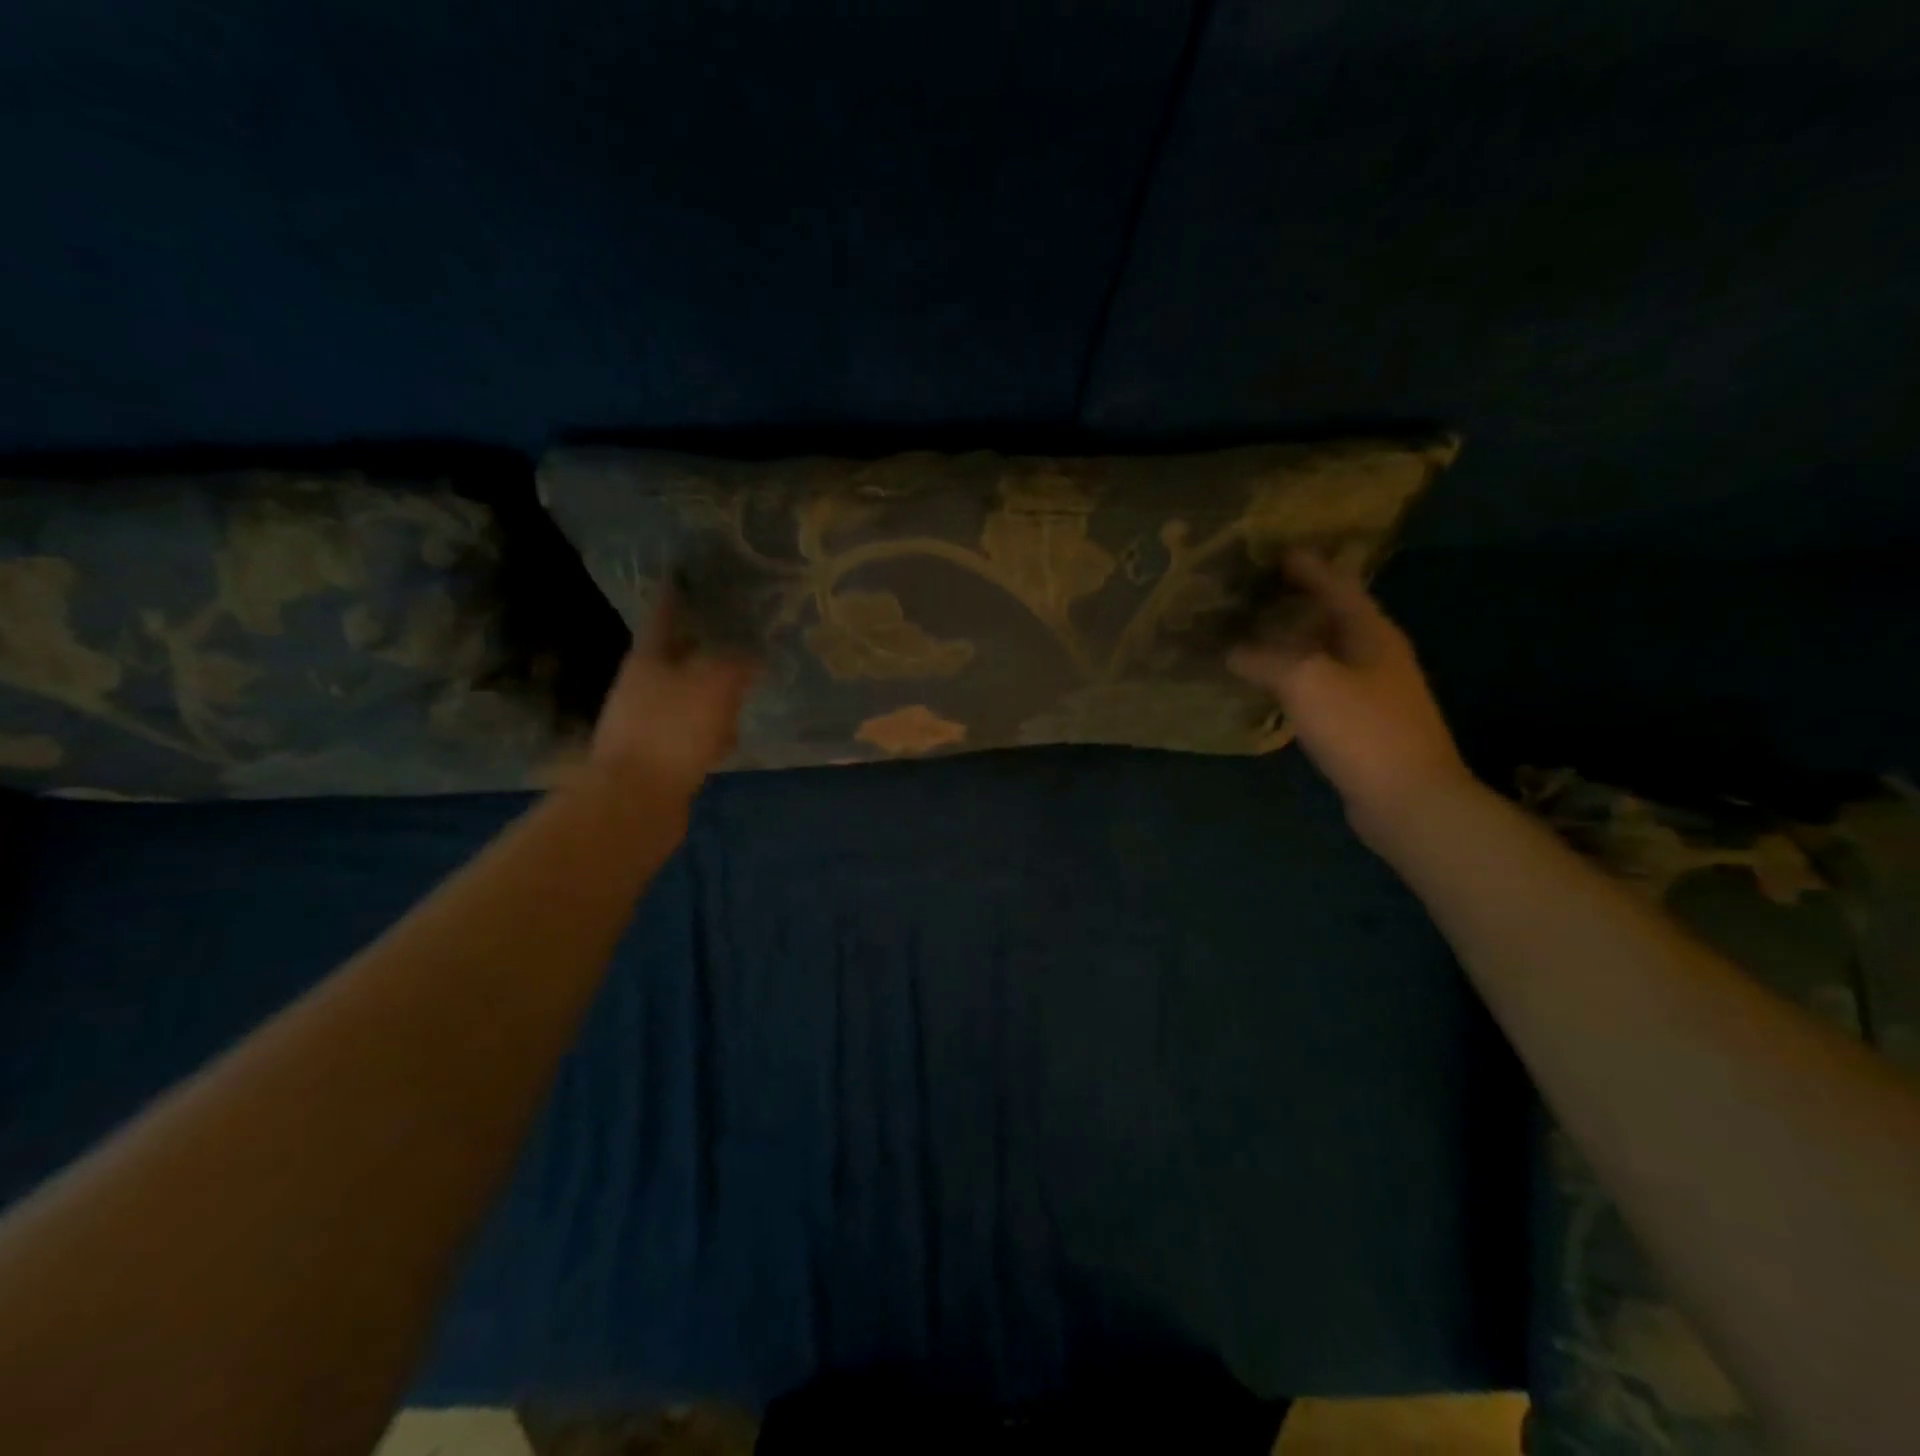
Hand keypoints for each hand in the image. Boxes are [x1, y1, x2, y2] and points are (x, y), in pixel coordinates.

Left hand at [589, 595, 758, 800]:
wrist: (636, 800)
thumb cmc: (672, 730)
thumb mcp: (714, 685)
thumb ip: (737, 665)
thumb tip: (753, 659)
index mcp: (648, 659)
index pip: (664, 616)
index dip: (676, 596)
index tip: (683, 576)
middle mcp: (642, 686)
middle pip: (677, 657)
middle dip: (703, 648)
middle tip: (736, 638)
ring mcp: (647, 722)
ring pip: (686, 696)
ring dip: (711, 694)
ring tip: (742, 692)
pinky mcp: (657, 755)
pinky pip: (690, 732)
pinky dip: (710, 731)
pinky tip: (729, 740)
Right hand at [1229, 550, 1473, 846]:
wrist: (1409, 799)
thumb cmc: (1362, 729)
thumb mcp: (1307, 683)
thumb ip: (1266, 660)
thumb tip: (1233, 651)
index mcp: (1372, 633)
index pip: (1337, 586)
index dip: (1308, 567)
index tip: (1276, 552)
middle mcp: (1377, 655)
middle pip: (1335, 616)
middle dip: (1299, 601)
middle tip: (1257, 592)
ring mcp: (1374, 691)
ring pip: (1328, 652)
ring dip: (1295, 640)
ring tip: (1256, 632)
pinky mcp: (1363, 723)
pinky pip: (1323, 685)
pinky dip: (1295, 676)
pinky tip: (1272, 684)